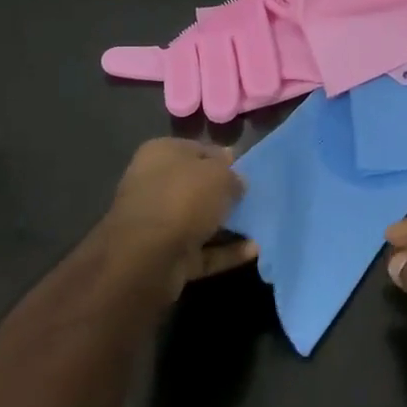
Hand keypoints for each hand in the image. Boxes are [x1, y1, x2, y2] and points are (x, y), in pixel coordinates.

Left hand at [100, 138, 252, 298]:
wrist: (146, 257)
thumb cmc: (183, 199)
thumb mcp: (219, 175)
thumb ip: (232, 175)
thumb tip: (236, 182)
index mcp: (161, 154)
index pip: (199, 149)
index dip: (225, 159)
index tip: (247, 171)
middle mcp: (154, 185)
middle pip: (197, 187)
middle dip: (224, 194)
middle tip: (255, 199)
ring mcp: (158, 223)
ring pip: (199, 220)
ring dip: (227, 225)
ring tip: (261, 225)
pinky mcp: (165, 256)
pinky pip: (202, 250)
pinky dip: (225, 251)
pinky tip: (254, 250)